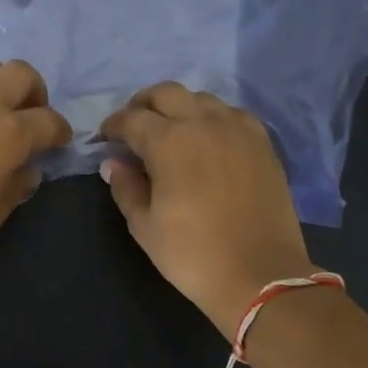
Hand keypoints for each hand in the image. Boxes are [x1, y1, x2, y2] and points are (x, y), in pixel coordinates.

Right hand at [99, 82, 317, 333]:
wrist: (260, 274)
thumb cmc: (192, 254)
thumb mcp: (145, 226)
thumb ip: (126, 187)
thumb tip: (113, 163)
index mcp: (168, 141)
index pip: (131, 118)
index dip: (113, 126)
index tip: (105, 139)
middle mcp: (203, 123)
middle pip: (166, 93)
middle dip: (143, 104)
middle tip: (133, 126)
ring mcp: (238, 129)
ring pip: (201, 99)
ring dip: (179, 108)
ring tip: (170, 132)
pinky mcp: (262, 143)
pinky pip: (232, 114)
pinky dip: (212, 118)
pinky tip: (208, 139)